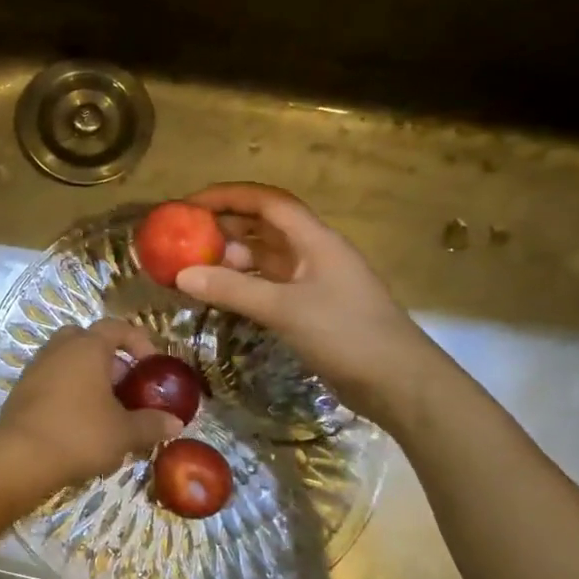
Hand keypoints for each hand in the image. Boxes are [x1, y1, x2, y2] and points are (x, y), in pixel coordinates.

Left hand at [0, 318, 183, 490]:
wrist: (20, 458)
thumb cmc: (79, 434)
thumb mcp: (124, 433)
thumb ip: (152, 424)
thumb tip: (176, 423)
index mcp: (87, 347)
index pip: (116, 327)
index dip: (138, 341)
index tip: (151, 364)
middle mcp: (59, 348)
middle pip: (87, 339)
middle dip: (108, 358)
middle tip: (124, 384)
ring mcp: (36, 368)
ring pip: (67, 360)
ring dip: (87, 376)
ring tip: (104, 407)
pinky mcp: (21, 390)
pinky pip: (51, 379)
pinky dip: (67, 391)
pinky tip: (78, 421)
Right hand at [174, 183, 440, 426]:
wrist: (398, 382)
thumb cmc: (346, 334)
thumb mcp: (284, 309)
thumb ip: (232, 290)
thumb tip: (181, 275)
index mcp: (315, 240)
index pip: (267, 202)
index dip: (228, 197)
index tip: (190, 205)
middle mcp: (313, 253)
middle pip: (264, 227)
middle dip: (225, 227)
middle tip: (184, 238)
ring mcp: (313, 282)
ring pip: (265, 259)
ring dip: (231, 259)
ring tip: (193, 267)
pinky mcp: (310, 309)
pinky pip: (268, 286)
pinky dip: (242, 286)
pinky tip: (219, 295)